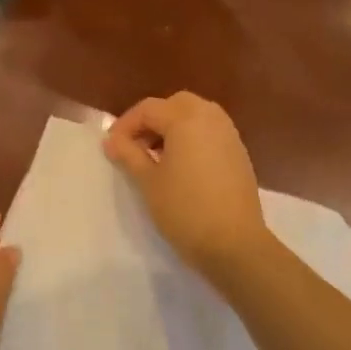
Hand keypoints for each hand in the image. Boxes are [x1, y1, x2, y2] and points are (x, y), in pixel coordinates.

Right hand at [104, 92, 270, 278]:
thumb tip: (111, 140)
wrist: (234, 244)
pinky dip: (191, 138)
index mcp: (186, 119)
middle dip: (151, 120)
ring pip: (195, 116)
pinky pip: (209, 133)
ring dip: (172, 128)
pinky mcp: (239, 154)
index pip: (148, 109)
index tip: (111, 147)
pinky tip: (180, 166)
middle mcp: (211, 118)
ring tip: (155, 156)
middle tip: (134, 146)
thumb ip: (128, 154)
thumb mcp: (148, 182)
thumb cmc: (184, 209)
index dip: (125, 125)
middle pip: (175, 105)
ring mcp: (229, 135)